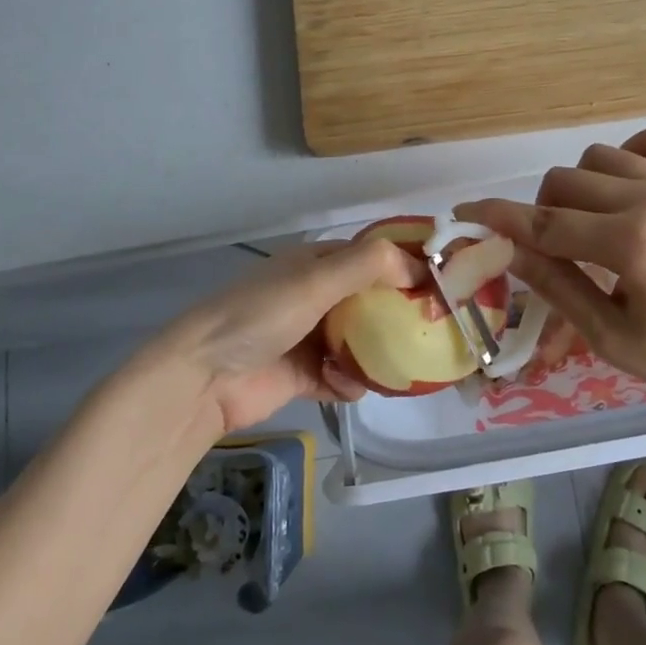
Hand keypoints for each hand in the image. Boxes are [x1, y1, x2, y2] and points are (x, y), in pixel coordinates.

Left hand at [159, 238, 419, 432]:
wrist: (202, 378)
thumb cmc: (261, 315)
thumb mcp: (316, 280)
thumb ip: (368, 265)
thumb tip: (419, 267)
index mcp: (318, 264)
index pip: (373, 256)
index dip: (406, 265)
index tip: (442, 283)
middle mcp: (316, 295)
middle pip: (371, 300)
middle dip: (399, 313)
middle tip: (434, 328)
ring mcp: (309, 336)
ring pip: (360, 340)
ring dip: (377, 352)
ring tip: (401, 364)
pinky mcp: (303, 374)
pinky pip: (341, 376)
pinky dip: (349, 381)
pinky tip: (348, 387)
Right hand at [457, 125, 645, 419]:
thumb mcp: (608, 335)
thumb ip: (553, 283)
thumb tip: (502, 247)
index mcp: (632, 245)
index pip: (545, 224)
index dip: (498, 218)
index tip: (463, 212)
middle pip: (563, 182)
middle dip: (543, 213)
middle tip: (558, 251)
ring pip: (597, 156)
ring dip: (580, 187)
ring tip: (595, 224)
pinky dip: (627, 156)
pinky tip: (629, 190)